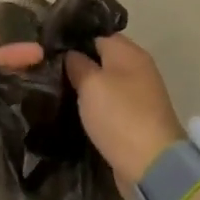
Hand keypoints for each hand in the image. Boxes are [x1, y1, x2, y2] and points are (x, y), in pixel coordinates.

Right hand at [64, 34, 185, 193]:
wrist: (152, 165)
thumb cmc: (119, 115)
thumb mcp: (91, 84)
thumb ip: (77, 64)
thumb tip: (70, 53)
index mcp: (129, 52)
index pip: (98, 34)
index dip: (74, 38)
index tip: (49, 47)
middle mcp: (138, 68)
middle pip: (102, 58)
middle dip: (78, 63)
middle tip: (47, 69)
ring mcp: (139, 95)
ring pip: (105, 82)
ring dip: (85, 86)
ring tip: (55, 88)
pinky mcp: (136, 119)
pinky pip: (111, 104)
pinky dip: (95, 106)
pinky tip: (75, 110)